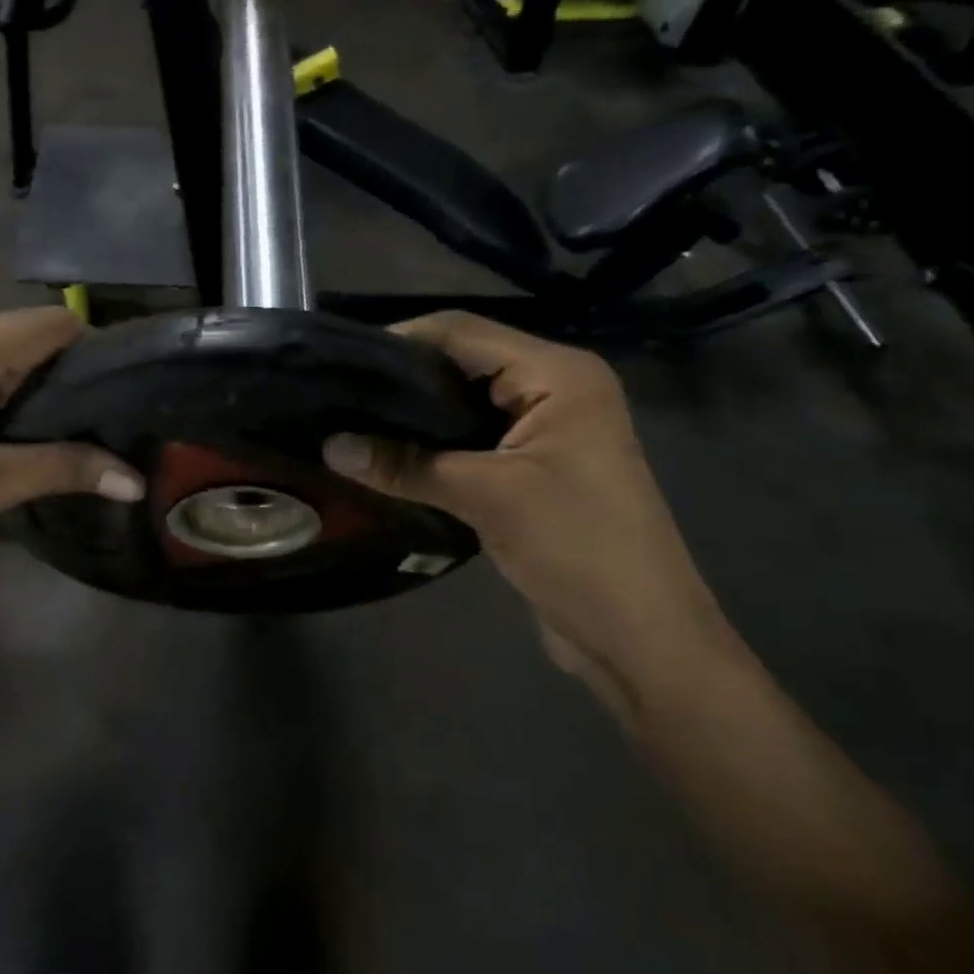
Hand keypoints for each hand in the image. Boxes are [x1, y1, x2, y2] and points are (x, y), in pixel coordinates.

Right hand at [324, 313, 732, 715]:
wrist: (643, 641)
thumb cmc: (579, 549)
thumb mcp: (488, 498)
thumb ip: (406, 466)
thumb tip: (329, 446)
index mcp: (558, 374)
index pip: (463, 332)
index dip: (402, 339)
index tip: (342, 359)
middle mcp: (554, 388)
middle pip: (462, 362)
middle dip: (402, 377)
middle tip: (340, 393)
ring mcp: (545, 428)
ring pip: (463, 403)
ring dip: (414, 415)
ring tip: (352, 420)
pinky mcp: (533, 466)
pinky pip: (472, 439)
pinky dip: (433, 445)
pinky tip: (388, 456)